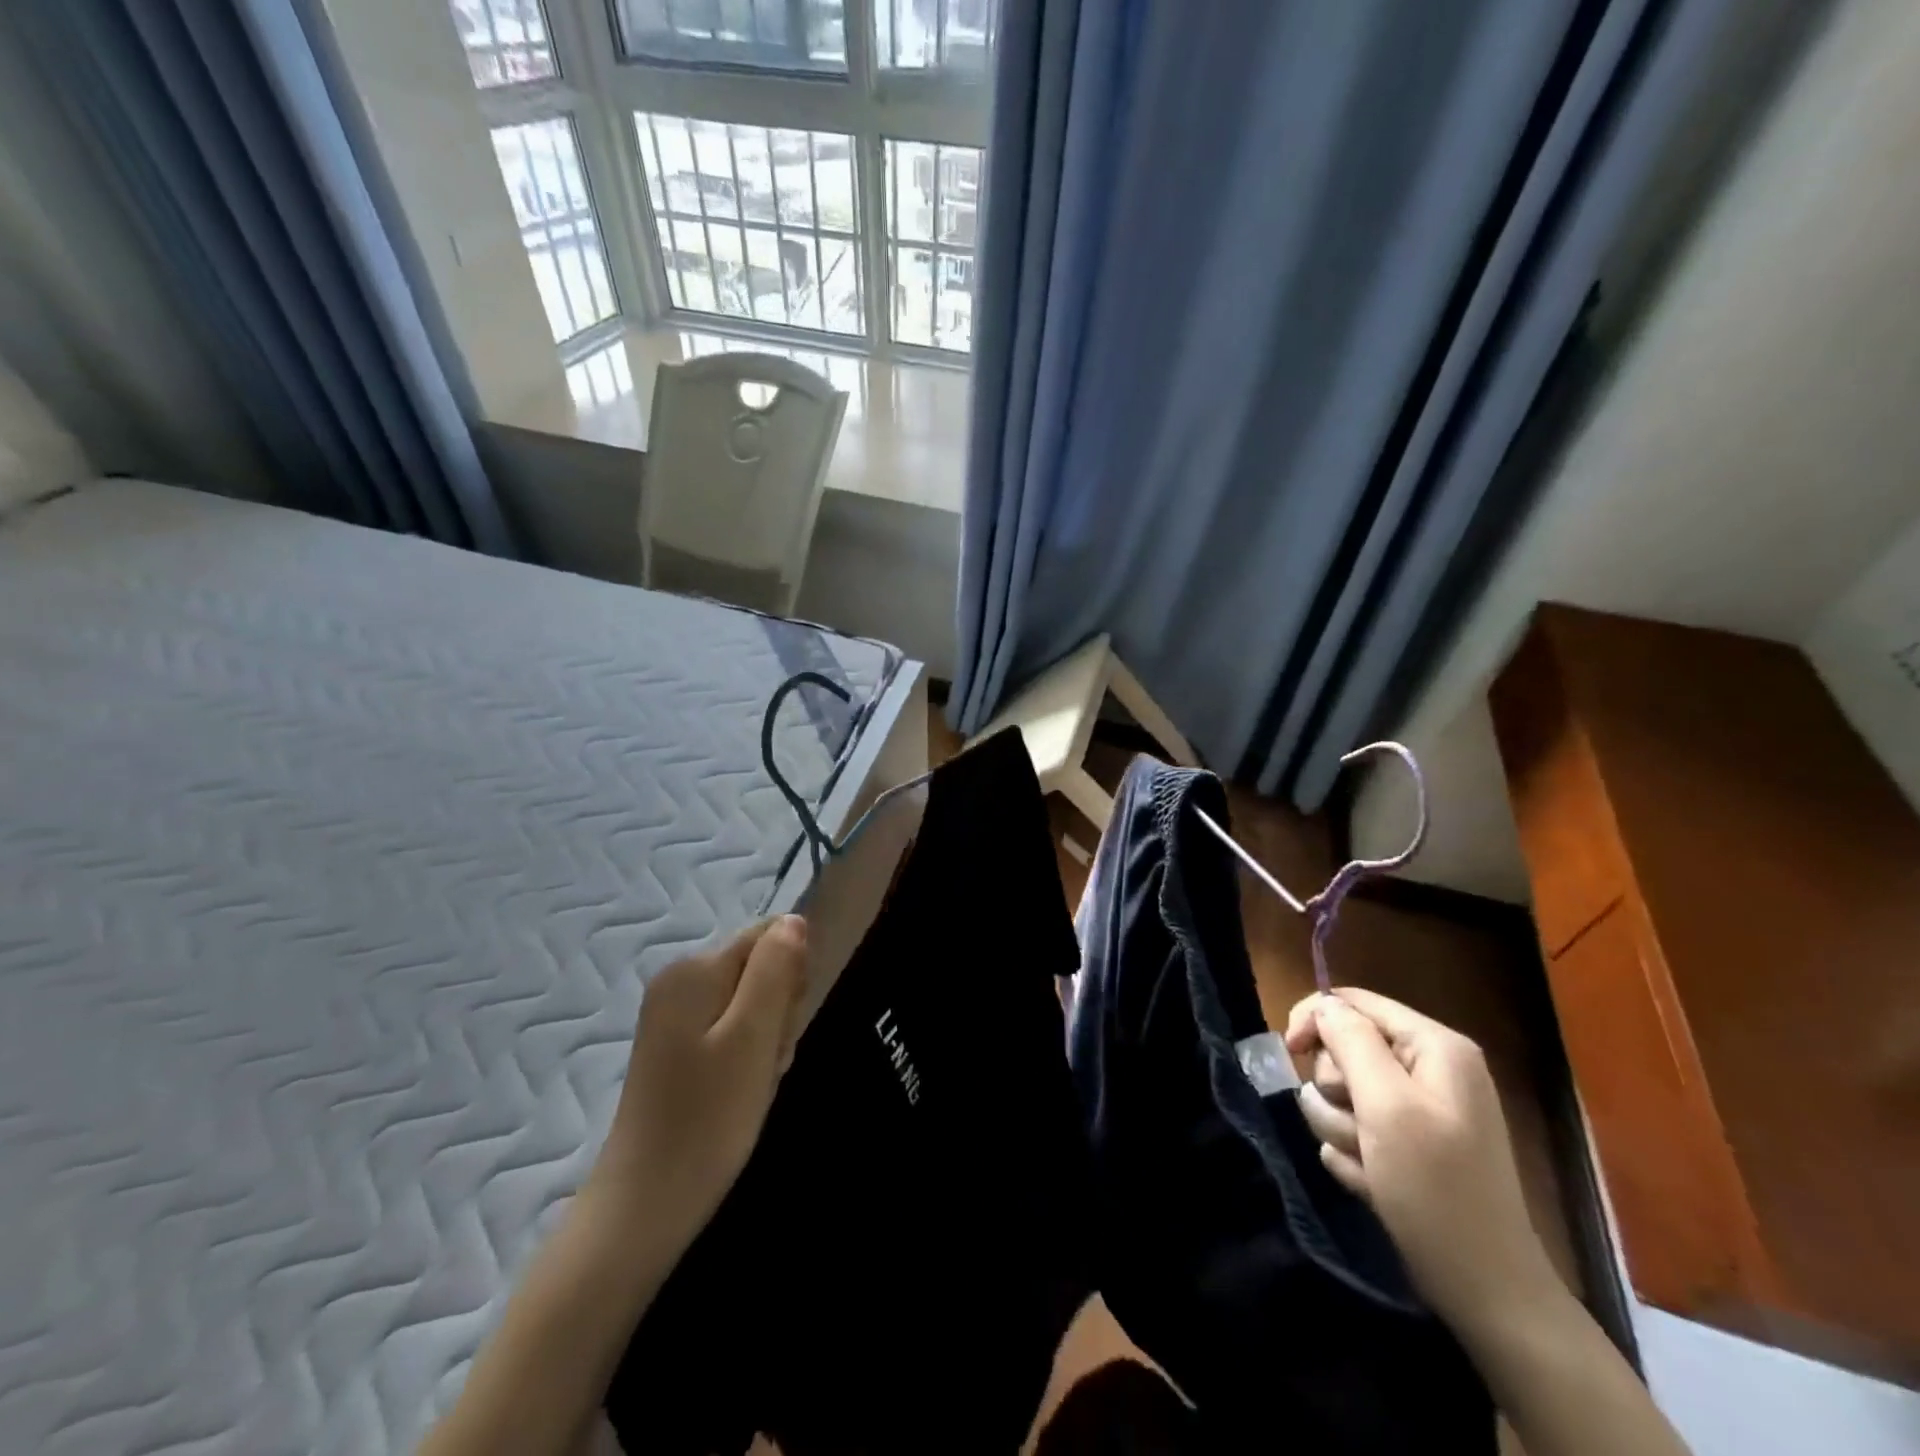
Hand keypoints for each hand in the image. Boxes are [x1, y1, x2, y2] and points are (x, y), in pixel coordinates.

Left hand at [588, 916, 809, 1246]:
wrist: (644, 1208)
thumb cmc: (708, 1118)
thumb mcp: (754, 1037)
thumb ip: (776, 970)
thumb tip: (794, 920)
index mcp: (694, 969)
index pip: (769, 937)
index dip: (791, 976)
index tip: (783, 1026)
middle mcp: (678, 981)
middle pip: (760, 969)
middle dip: (779, 1011)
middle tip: (768, 1061)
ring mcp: (673, 1017)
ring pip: (751, 1004)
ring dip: (767, 1039)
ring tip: (754, 1083)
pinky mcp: (675, 1050)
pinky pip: (732, 1032)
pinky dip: (748, 1058)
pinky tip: (742, 1093)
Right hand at [1284, 988, 1558, 1336]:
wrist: (1486, 1292)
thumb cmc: (1435, 1189)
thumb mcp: (1386, 1106)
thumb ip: (1351, 1042)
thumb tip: (1324, 1006)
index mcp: (1434, 1046)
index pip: (1353, 1002)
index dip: (1316, 1019)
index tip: (1290, 1051)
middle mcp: (1430, 1069)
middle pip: (1344, 1048)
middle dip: (1336, 1089)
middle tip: (1356, 1128)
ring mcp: (1421, 1110)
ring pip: (1343, 1092)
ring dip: (1341, 1127)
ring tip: (1368, 1163)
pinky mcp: (1409, 1145)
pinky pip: (1356, 1128)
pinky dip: (1355, 1153)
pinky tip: (1373, 1182)